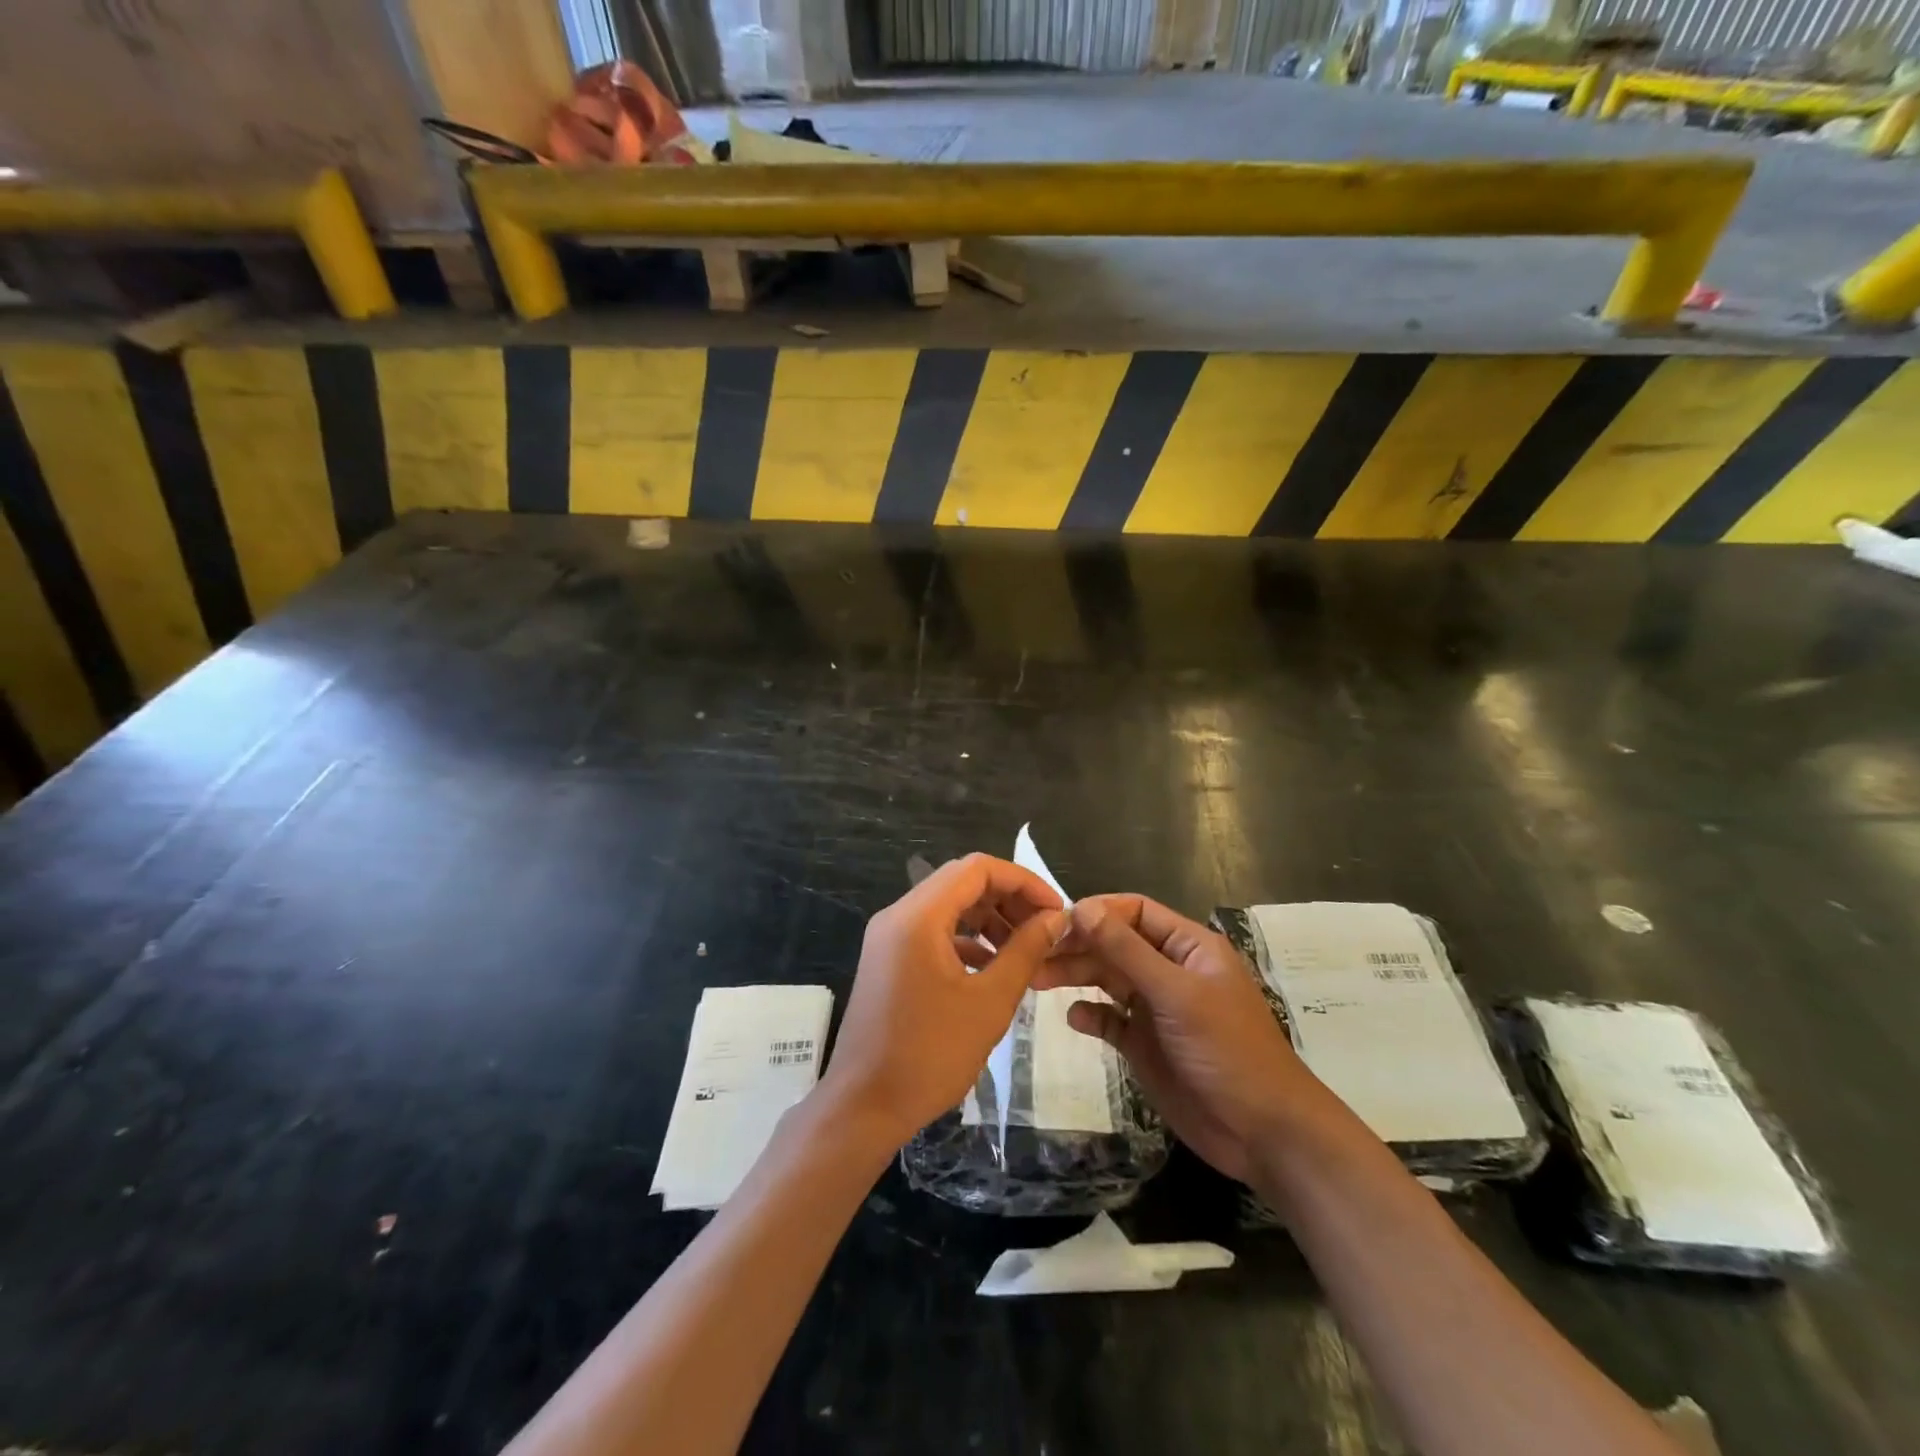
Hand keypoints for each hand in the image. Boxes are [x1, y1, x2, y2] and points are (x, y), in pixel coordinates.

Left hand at [822, 854, 1067, 1147]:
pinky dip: (967, 940)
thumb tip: (1056, 918)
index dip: (1023, 881)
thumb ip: (1025, 951)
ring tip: (1026, 950)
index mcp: (919, 916)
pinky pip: (933, 932)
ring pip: (948, 907)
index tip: (1055, 910)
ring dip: (989, 919)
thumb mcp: (990, 1001)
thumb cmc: (930, 1054)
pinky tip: (993, 967)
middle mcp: (899, 915)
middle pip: (961, 882)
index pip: (978, 868)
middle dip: (1008, 899)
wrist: (863, 1106)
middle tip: (1045, 930)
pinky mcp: (888, 960)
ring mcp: (889, 938)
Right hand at [1034, 894, 1319, 1183]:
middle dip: (1078, 945)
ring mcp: (1157, 1009)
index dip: (1098, 911)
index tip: (1057, 921)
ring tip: (1037, 980)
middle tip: (1036, 953)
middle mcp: (1170, 970)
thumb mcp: (1175, 994)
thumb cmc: (1226, 1050)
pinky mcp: (1145, 1044)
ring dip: (1075, 975)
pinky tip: (1074, 1019)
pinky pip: (1110, 1019)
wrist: (1262, 1133)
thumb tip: (1082, 907)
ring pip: (1108, 979)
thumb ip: (1126, 951)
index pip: (1136, 912)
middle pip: (1115, 944)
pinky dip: (1090, 1015)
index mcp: (1188, 947)